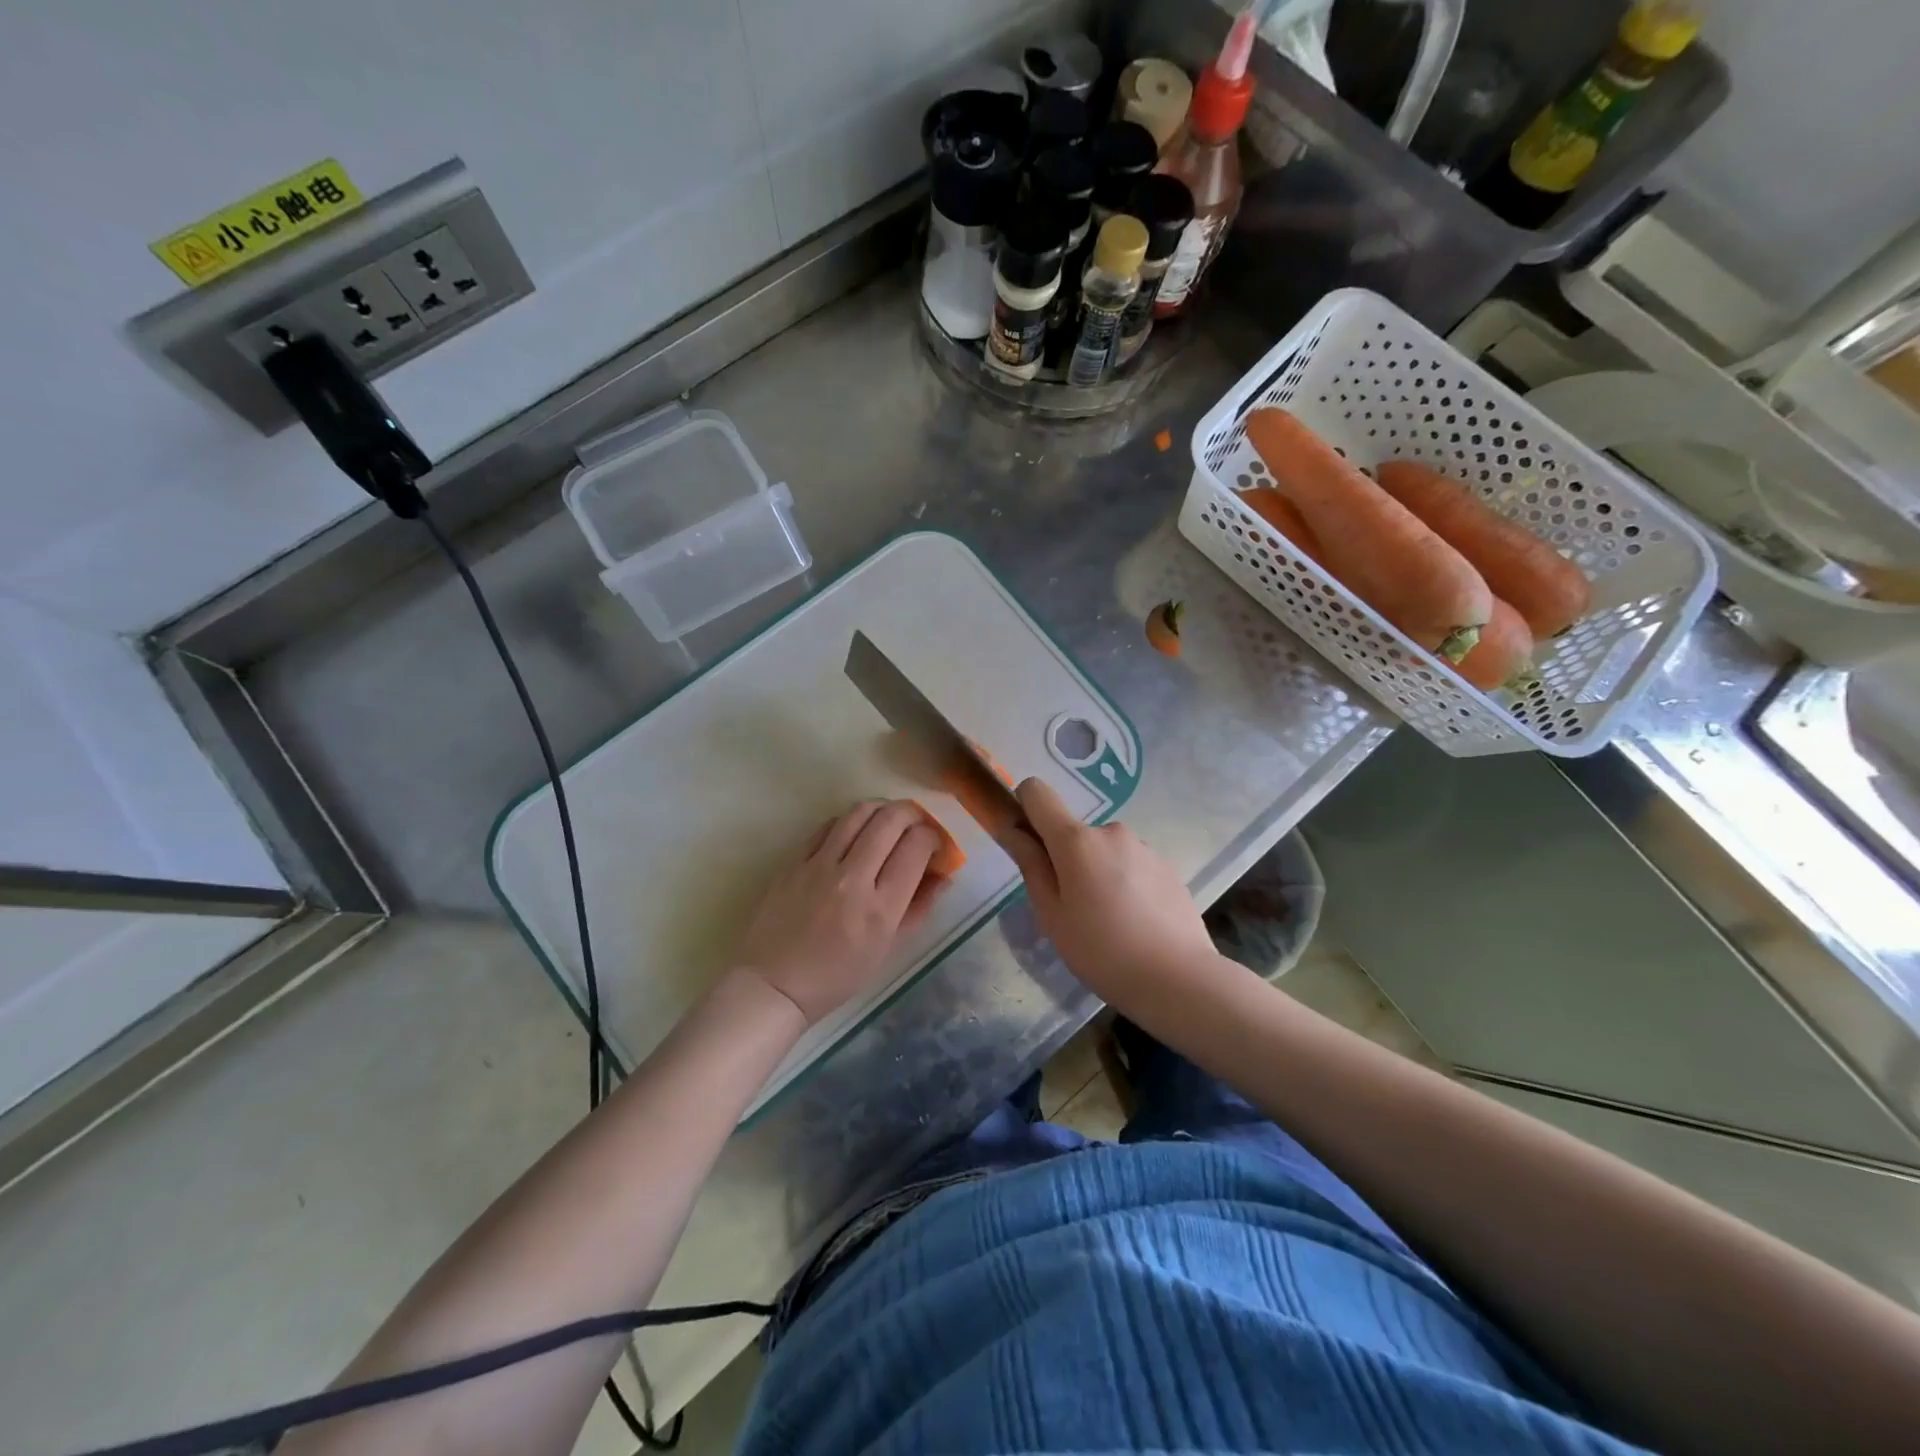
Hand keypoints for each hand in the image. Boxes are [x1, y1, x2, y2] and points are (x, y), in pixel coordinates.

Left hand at [734, 800, 945, 1023]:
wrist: (774, 984)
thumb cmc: (836, 976)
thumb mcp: (887, 949)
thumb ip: (918, 908)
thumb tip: (943, 875)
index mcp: (881, 908)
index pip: (916, 848)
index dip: (934, 838)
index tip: (935, 845)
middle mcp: (852, 878)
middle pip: (891, 820)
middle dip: (913, 814)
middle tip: (918, 824)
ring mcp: (819, 865)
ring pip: (859, 812)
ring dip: (883, 808)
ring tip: (889, 819)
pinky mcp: (794, 861)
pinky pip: (829, 825)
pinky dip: (850, 821)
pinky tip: (855, 832)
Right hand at [997, 779, 1216, 1005]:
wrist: (1178, 978)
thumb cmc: (1101, 950)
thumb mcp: (1052, 914)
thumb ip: (1031, 865)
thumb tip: (1012, 829)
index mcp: (1076, 840)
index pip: (1037, 792)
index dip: (1025, 808)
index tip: (1027, 843)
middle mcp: (1110, 831)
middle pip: (1073, 832)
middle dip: (1066, 860)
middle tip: (1072, 909)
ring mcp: (1143, 847)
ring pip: (1103, 851)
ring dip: (1097, 873)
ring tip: (1108, 922)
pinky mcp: (1166, 866)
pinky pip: (1131, 866)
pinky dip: (1124, 884)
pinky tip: (1135, 924)